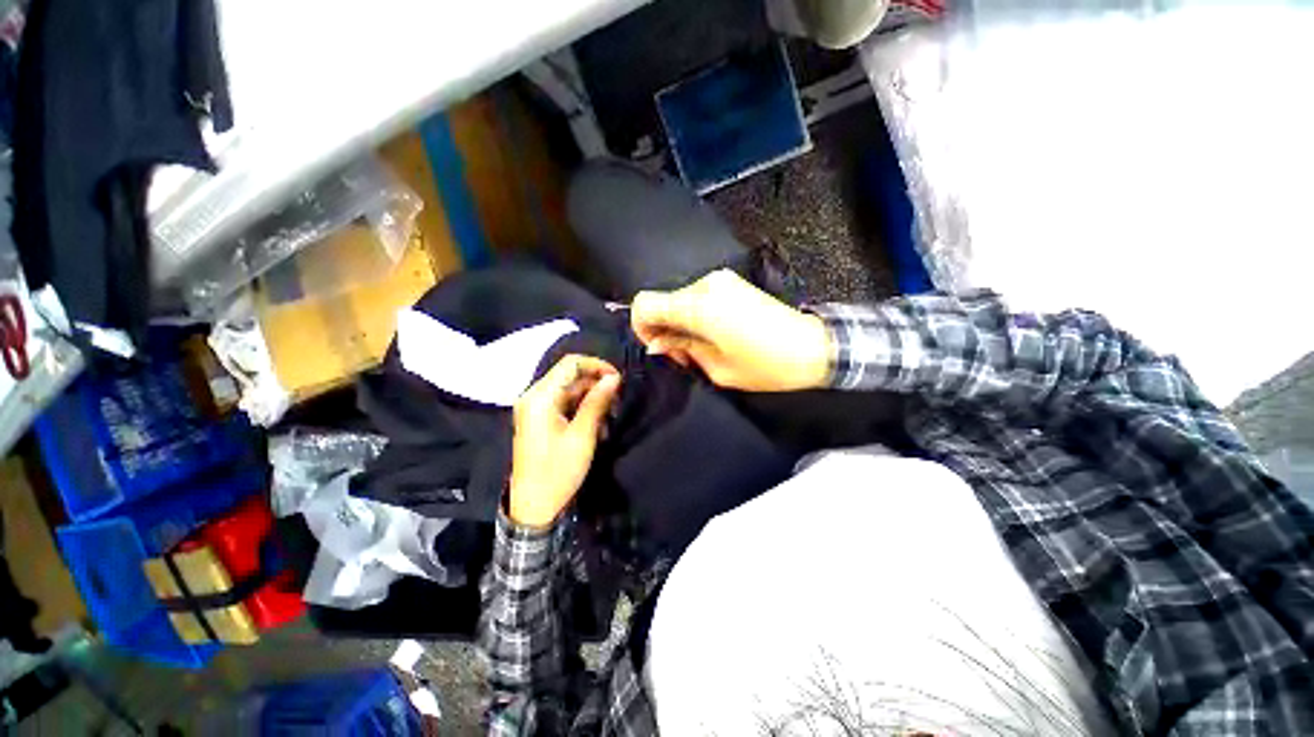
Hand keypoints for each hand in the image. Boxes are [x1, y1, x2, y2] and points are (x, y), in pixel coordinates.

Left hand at [509, 355, 620, 527]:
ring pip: (570, 389)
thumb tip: (614, 377)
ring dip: (591, 398)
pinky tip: (597, 426)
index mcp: (541, 397)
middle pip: (570, 375)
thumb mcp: (582, 435)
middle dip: (596, 384)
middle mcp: (534, 396)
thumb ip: (597, 402)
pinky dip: (582, 408)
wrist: (534, 506)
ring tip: (609, 418)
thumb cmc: (559, 471)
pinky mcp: (539, 419)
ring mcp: (535, 408)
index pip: (571, 364)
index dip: (597, 366)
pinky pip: (564, 403)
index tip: (618, 380)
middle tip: (617, 402)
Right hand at [631, 269, 831, 391]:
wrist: (813, 347)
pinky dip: (694, 314)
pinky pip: (697, 296)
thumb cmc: (765, 365)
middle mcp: (706, 285)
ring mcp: (721, 280)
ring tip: (702, 347)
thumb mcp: (718, 368)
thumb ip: (682, 349)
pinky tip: (713, 333)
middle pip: (662, 301)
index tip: (659, 347)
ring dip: (680, 322)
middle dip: (664, 329)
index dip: (642, 327)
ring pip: (679, 299)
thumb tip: (657, 344)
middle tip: (684, 355)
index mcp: (699, 307)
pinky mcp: (731, 282)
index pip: (645, 303)